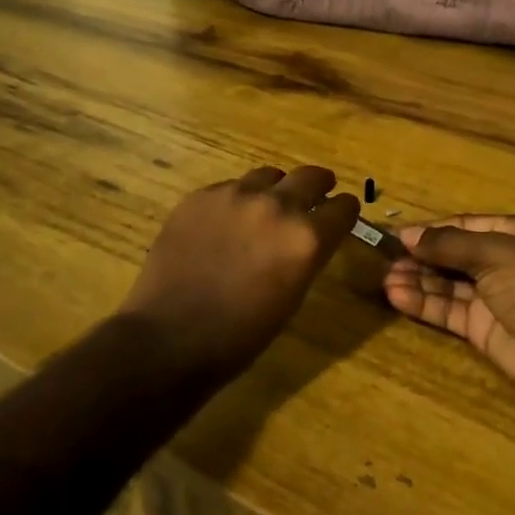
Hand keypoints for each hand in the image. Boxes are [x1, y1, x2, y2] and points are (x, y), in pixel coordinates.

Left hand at [122, 165, 360, 371]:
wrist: (170, 338)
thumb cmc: (240, 335)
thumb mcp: (292, 296)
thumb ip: (306, 255)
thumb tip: (309, 237)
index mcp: (306, 238)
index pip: (343, 206)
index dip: (344, 210)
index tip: (341, 213)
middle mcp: (276, 206)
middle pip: (310, 176)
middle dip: (318, 186)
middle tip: (315, 195)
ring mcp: (234, 195)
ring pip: (267, 176)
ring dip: (275, 190)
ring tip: (265, 208)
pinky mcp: (200, 197)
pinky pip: (229, 187)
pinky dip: (237, 200)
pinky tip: (224, 224)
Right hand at [384, 215, 514, 406]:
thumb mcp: (496, 252)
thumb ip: (450, 244)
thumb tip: (409, 235)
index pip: (464, 225)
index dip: (431, 230)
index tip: (395, 235)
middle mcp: (504, 264)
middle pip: (453, 256)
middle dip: (420, 257)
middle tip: (381, 259)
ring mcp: (494, 299)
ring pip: (447, 286)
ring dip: (417, 280)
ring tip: (384, 279)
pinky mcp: (485, 332)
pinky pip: (449, 313)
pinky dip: (424, 304)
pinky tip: (397, 297)